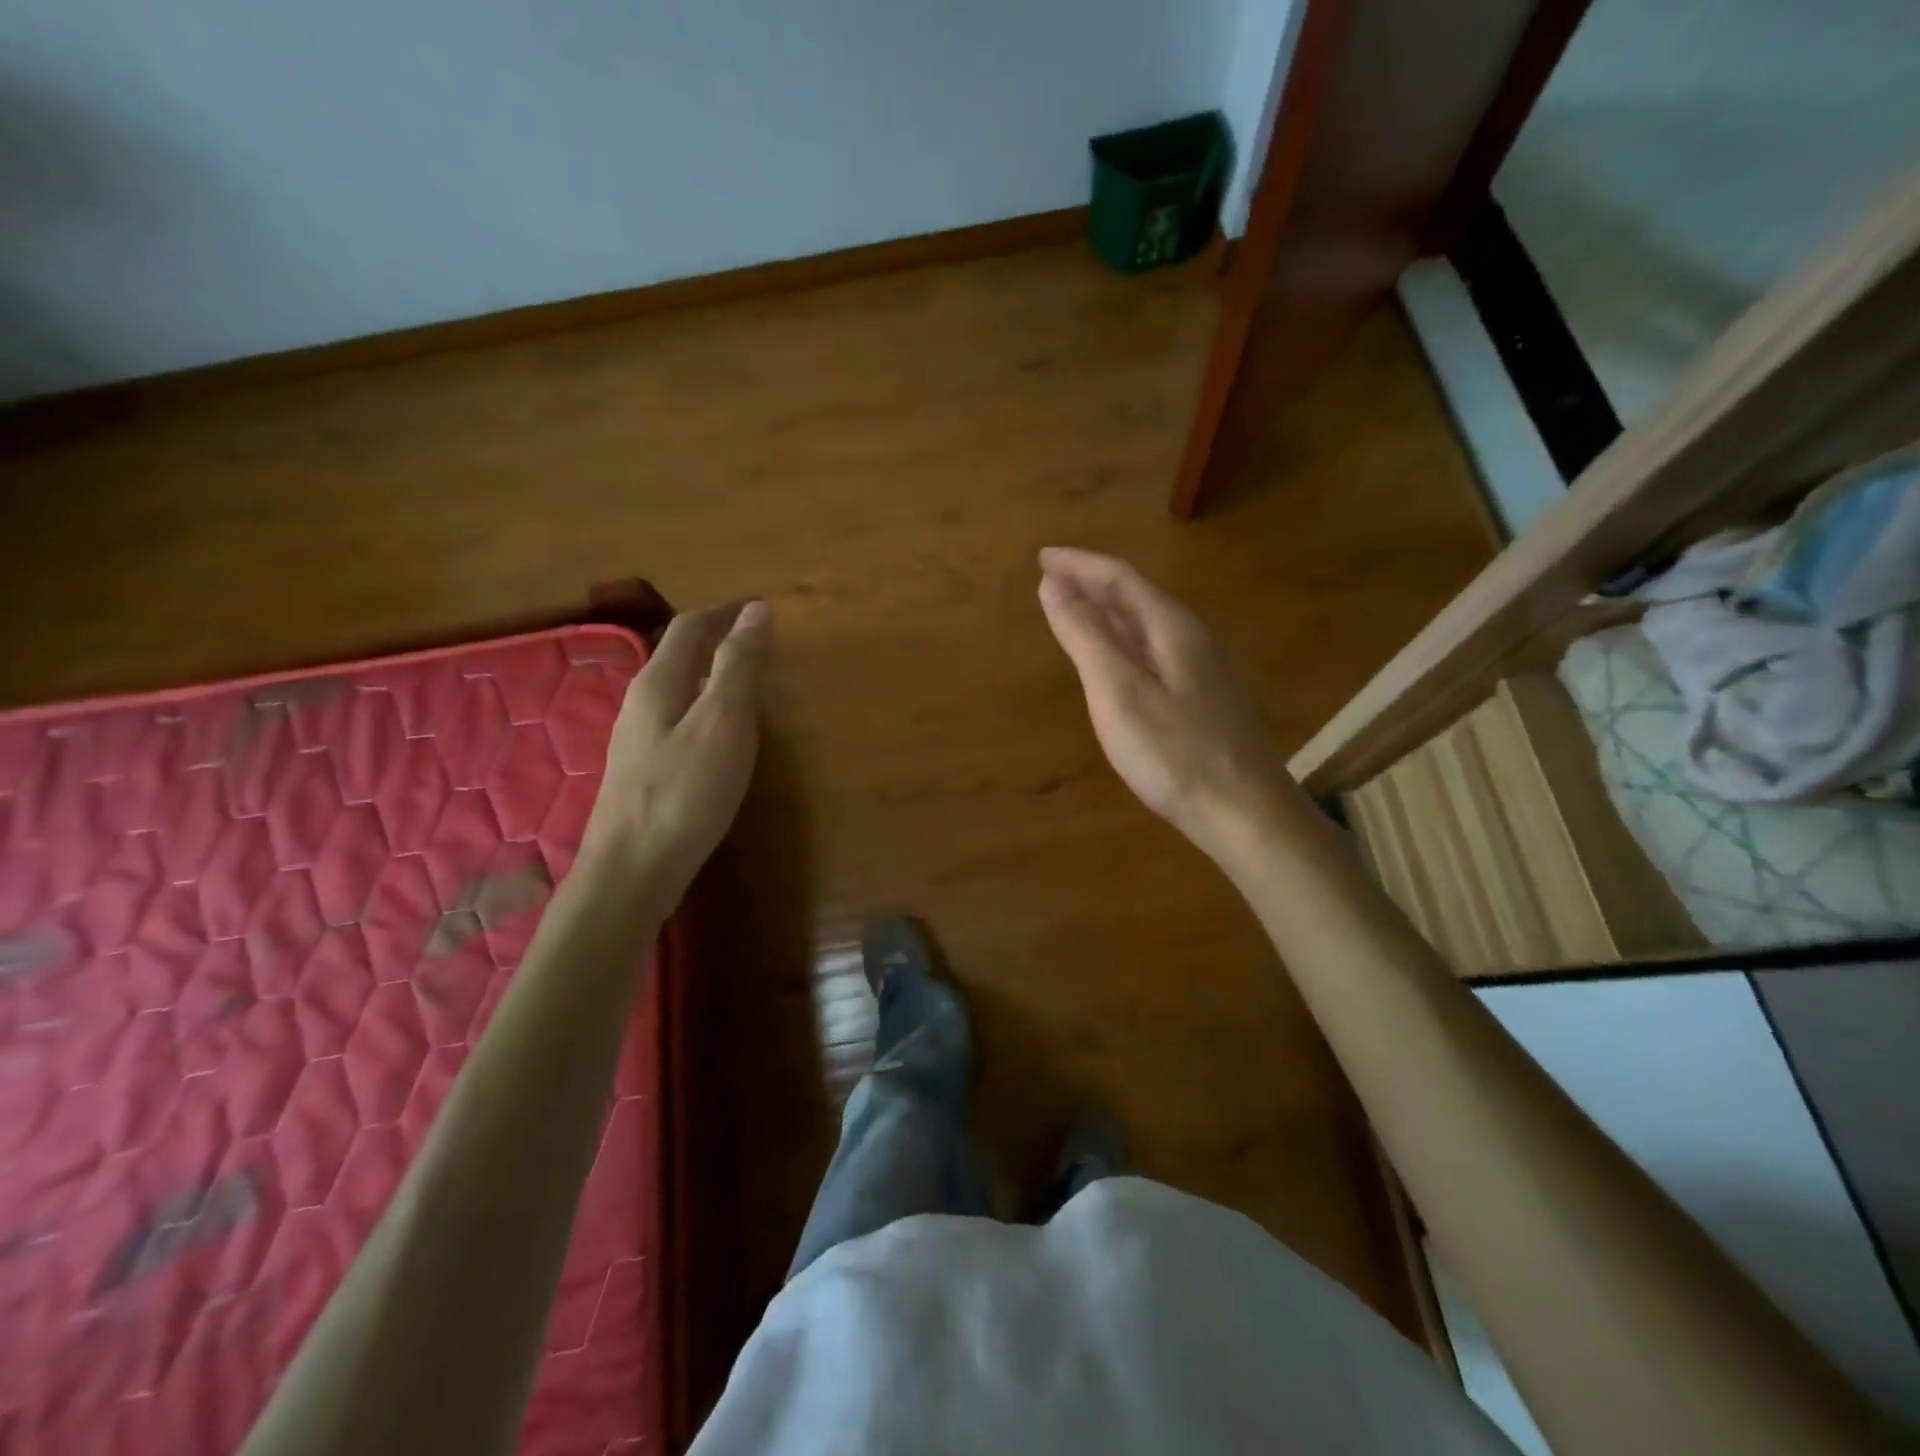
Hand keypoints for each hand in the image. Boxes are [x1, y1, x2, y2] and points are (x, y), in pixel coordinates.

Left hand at [580, 599, 769, 895]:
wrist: (633, 869)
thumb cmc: (684, 791)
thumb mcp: (723, 721)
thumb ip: (739, 665)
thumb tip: (756, 610)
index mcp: (658, 682)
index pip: (690, 626)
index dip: (725, 611)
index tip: (761, 606)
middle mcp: (641, 702)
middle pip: (678, 654)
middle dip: (716, 638)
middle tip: (757, 639)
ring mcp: (637, 738)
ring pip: (677, 687)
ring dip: (710, 671)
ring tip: (744, 678)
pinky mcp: (644, 770)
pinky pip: (677, 718)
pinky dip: (704, 705)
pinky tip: (718, 732)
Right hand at [1037, 548, 1294, 863]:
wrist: (1244, 812)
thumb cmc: (1174, 753)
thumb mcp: (1118, 691)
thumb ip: (1085, 636)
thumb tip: (1052, 584)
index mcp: (1171, 628)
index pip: (1119, 579)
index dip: (1078, 565)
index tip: (1042, 558)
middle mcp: (1192, 639)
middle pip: (1136, 597)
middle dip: (1091, 584)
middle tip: (1051, 579)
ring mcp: (1202, 670)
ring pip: (1147, 625)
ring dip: (1108, 612)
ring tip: (1075, 611)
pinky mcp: (1203, 700)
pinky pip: (1154, 651)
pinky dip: (1123, 642)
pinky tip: (1117, 661)